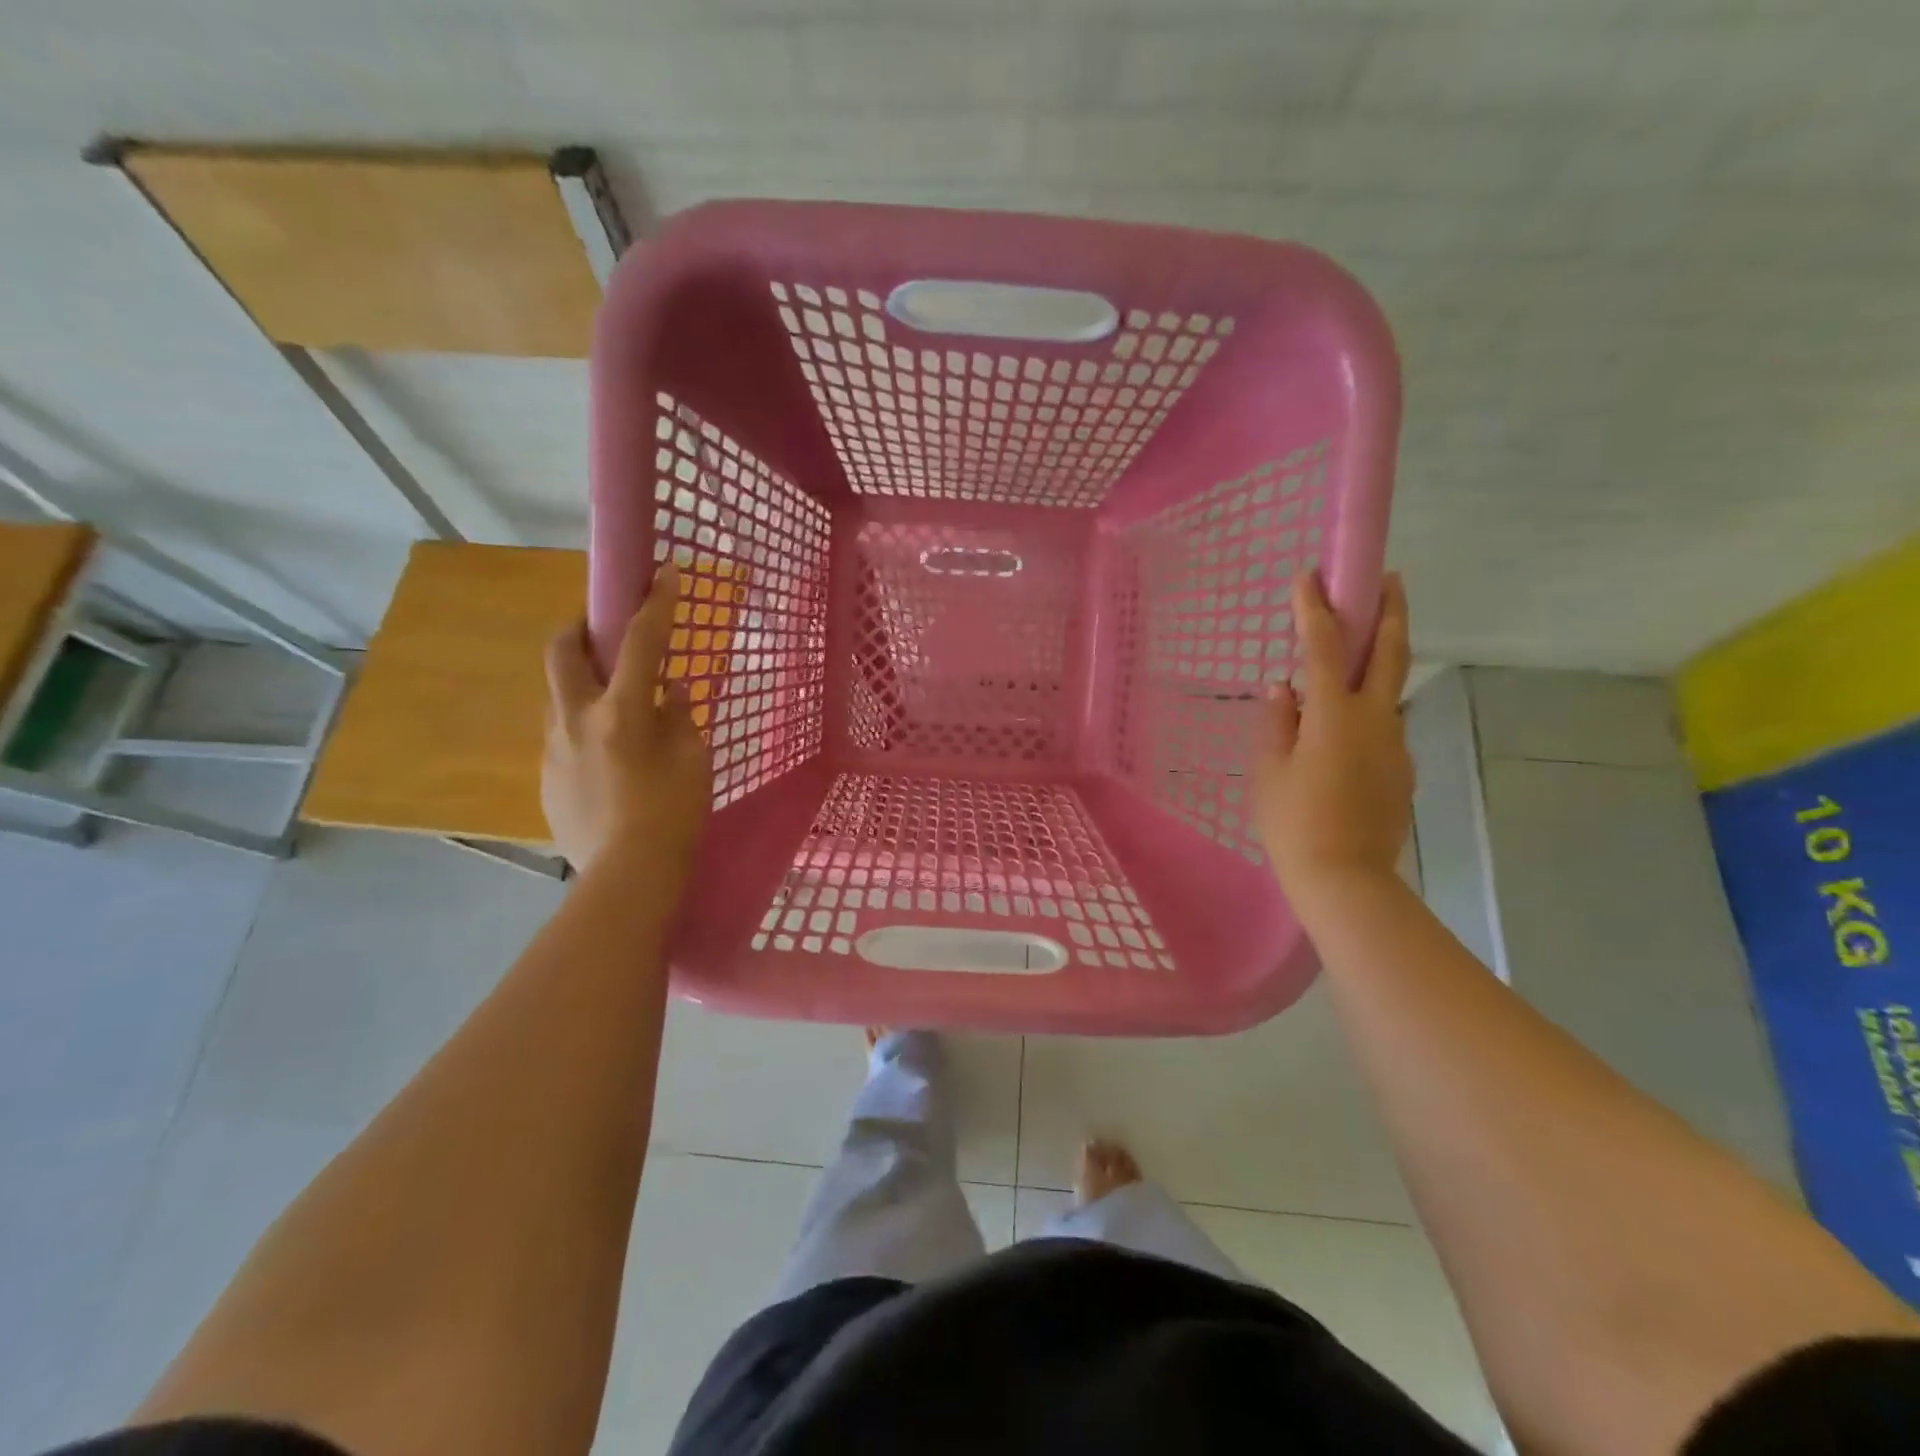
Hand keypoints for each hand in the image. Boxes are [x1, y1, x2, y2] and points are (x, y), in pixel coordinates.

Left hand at [542, 563, 711, 873]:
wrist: (627, 876)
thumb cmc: (674, 814)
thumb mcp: (693, 759)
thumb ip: (679, 717)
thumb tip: (668, 692)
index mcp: (622, 711)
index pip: (642, 641)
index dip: (656, 602)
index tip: (664, 571)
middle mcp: (576, 719)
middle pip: (562, 652)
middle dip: (580, 628)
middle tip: (600, 630)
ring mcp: (553, 748)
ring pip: (558, 696)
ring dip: (581, 684)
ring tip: (613, 706)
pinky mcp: (545, 777)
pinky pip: (561, 736)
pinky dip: (583, 728)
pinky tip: (607, 759)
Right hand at [1253, 571, 1413, 904]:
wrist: (1345, 878)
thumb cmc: (1293, 822)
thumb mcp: (1269, 770)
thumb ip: (1277, 722)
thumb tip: (1283, 688)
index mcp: (1334, 715)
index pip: (1324, 647)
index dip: (1316, 608)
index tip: (1310, 576)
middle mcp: (1375, 719)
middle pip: (1390, 652)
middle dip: (1391, 609)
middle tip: (1391, 577)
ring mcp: (1395, 743)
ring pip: (1391, 690)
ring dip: (1380, 660)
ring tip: (1358, 653)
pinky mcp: (1402, 769)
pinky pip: (1384, 726)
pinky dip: (1369, 710)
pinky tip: (1346, 730)